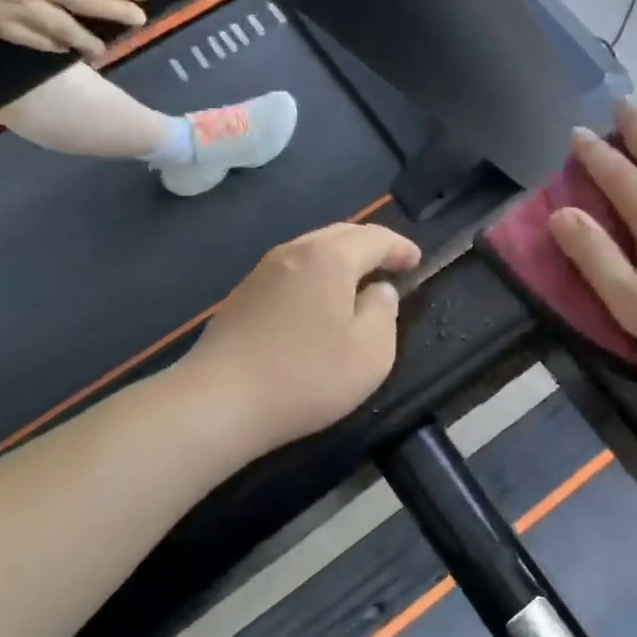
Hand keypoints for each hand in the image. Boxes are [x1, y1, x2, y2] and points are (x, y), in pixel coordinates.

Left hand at [181, 223, 422, 453]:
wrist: (219, 402)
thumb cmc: (307, 375)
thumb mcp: (371, 351)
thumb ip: (384, 312)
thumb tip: (378, 290)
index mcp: (329, 257)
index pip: (375, 238)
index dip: (400, 247)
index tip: (417, 261)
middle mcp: (294, 251)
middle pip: (340, 235)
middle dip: (370, 245)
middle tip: (391, 263)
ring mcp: (262, 271)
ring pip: (312, 250)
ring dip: (340, 259)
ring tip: (358, 281)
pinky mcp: (242, 295)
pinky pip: (292, 271)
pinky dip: (316, 275)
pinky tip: (318, 302)